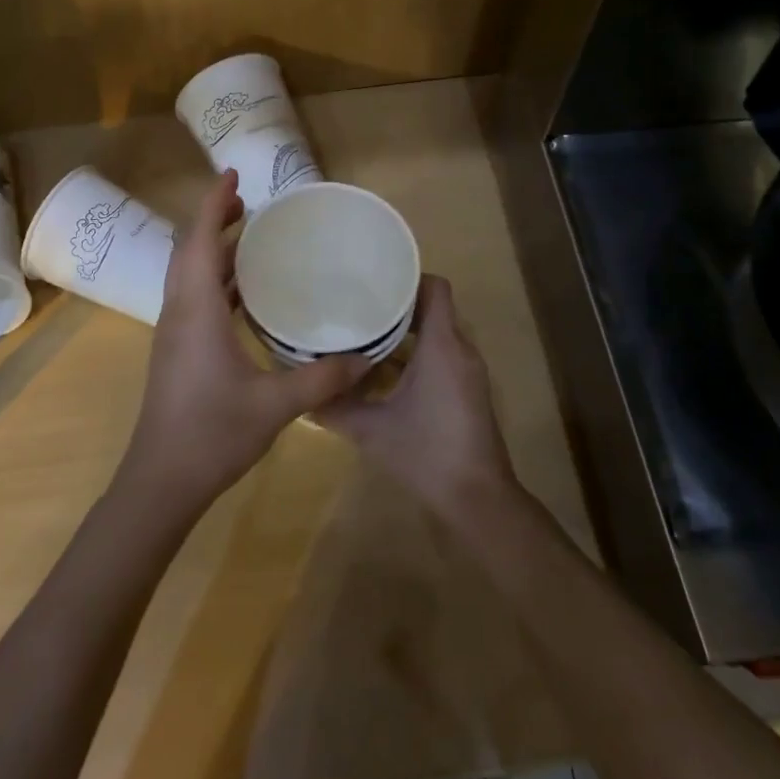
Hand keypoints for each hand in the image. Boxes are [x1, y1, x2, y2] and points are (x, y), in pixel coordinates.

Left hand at [116, 170, 370, 516]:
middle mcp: (179, 311)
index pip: (200, 241)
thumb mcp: (275, 405)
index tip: (233, 176)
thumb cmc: (212, 433)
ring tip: (249, 236)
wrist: (161, 480)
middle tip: (250, 202)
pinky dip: (214, 279)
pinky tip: (243, 292)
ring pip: (188, 273)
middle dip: (214, 219)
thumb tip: (365, 358)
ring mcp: (173, 332)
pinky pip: (192, 296)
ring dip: (213, 248)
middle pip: (190, 250)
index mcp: (196, 310)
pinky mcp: (176, 350)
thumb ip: (321, 380)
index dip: (214, 203)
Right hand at [317, 275, 519, 524]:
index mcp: (442, 345)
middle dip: (397, 306)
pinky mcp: (467, 392)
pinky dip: (415, 355)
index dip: (407, 279)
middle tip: (357, 306)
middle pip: (433, 309)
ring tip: (364, 333)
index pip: (434, 287)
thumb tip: (302, 394)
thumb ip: (335, 408)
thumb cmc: (426, 453)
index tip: (373, 282)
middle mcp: (460, 350)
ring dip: (405, 333)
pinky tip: (383, 372)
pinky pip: (442, 357)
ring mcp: (467, 373)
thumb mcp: (371, 430)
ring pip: (437, 335)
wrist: (477, 499)